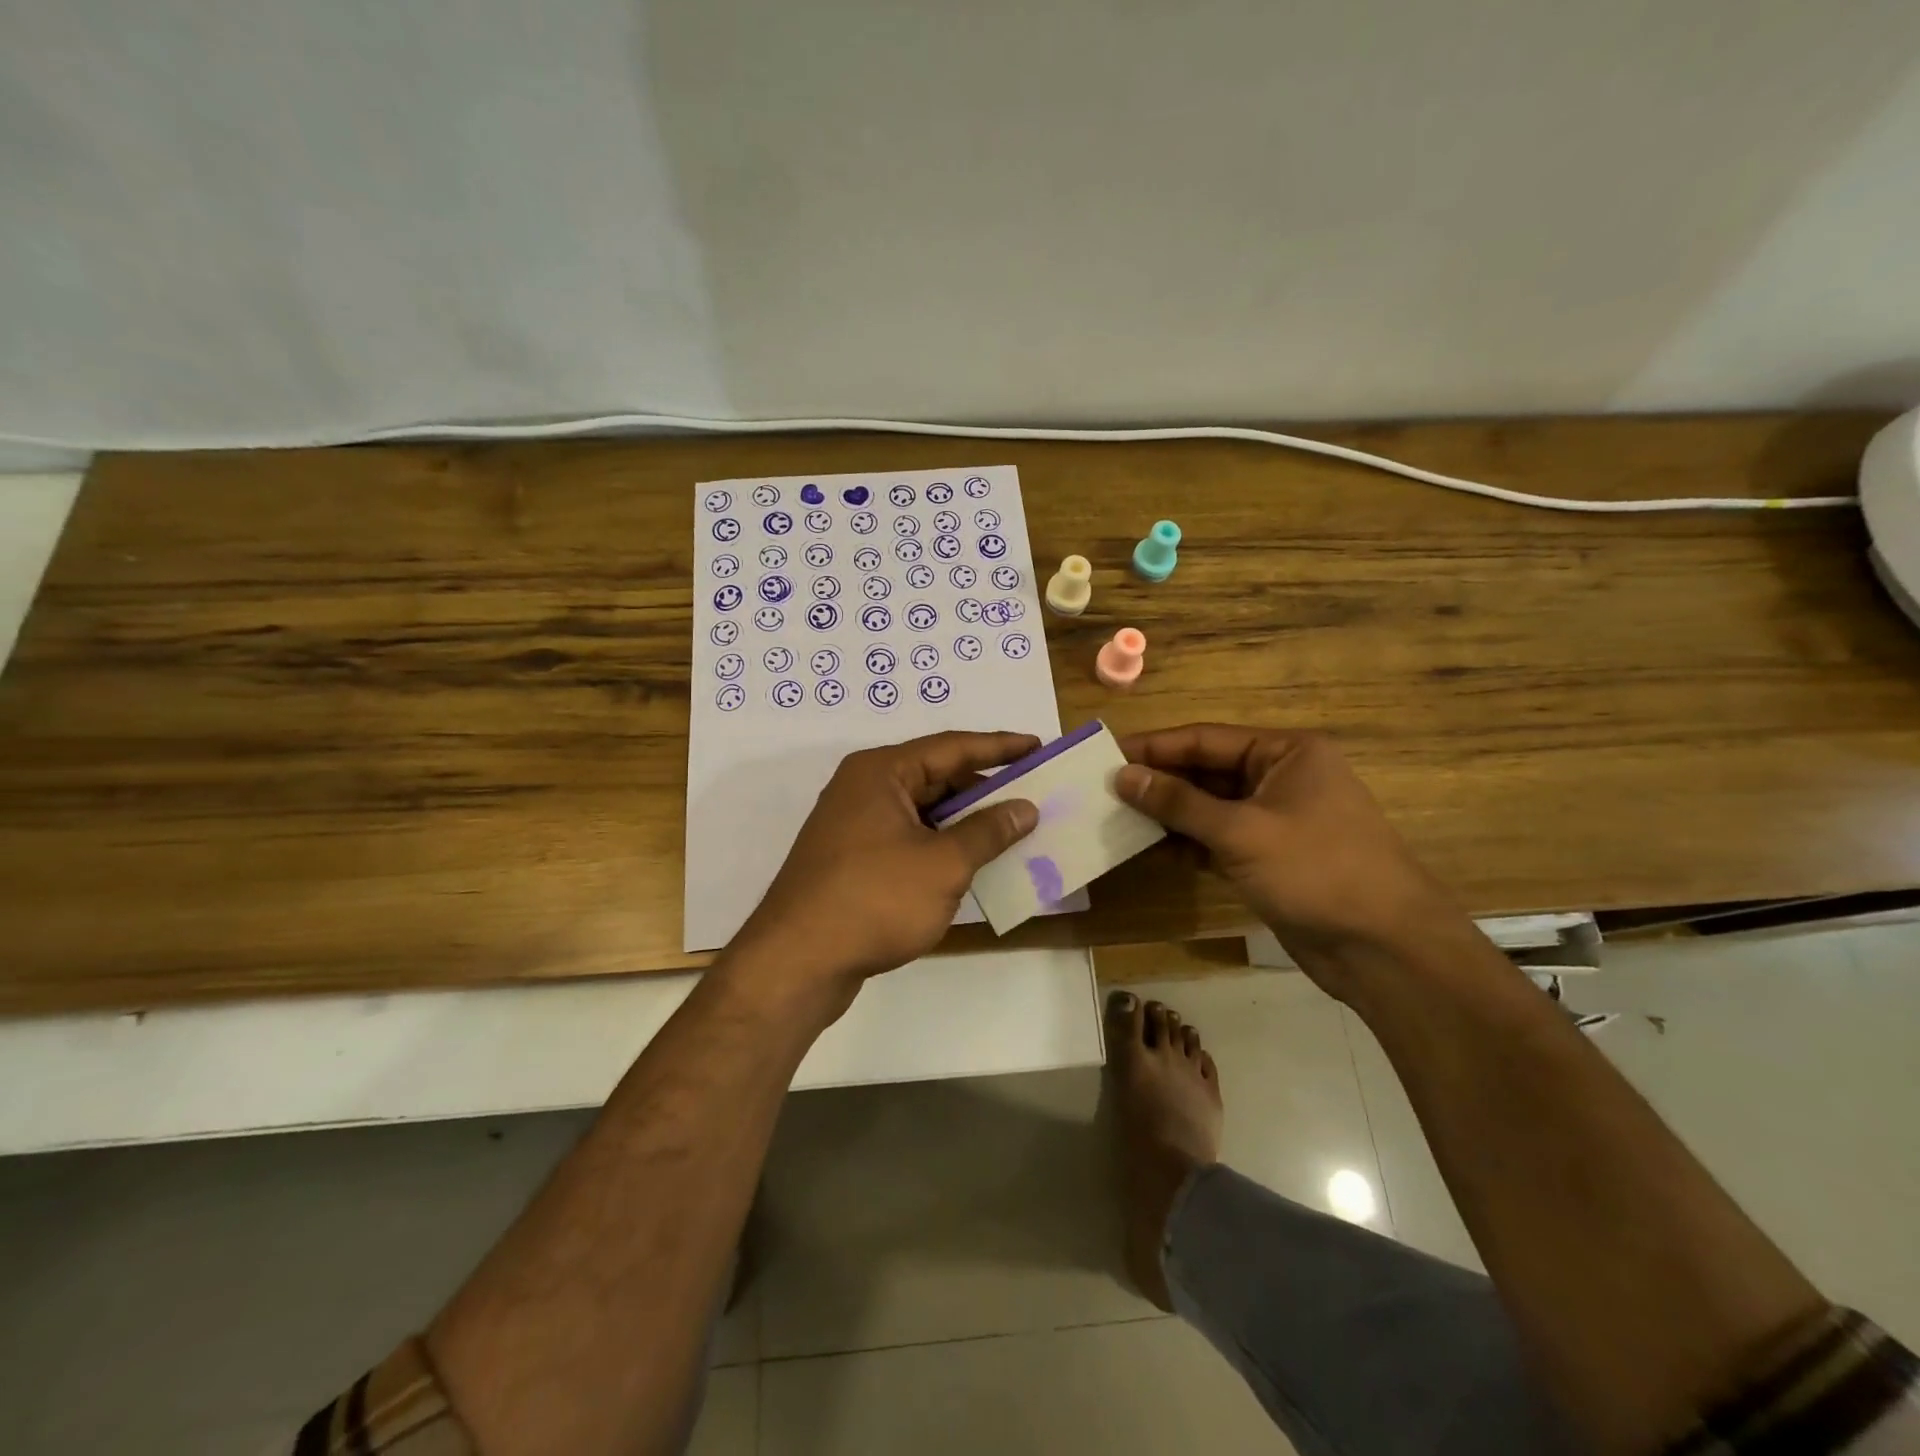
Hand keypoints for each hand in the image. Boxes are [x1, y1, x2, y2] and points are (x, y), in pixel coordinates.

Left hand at [731, 730, 1040, 995]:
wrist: (798, 962)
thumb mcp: (943, 864)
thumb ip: (988, 831)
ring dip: (965, 823)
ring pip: (923, 813)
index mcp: (882, 772)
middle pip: (936, 778)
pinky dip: (941, 848)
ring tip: (1012, 833)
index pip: (952, 747)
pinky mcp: (853, 861)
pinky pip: (909, 840)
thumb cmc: (875, 899)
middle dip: (984, 789)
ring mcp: (855, 826)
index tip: (1038, 747)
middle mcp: (865, 789)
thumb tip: (1024, 808)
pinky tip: (972, 866)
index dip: (1000, 747)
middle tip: (1032, 797)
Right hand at [1115, 724, 1452, 983]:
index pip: (1206, 739)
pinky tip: (1150, 849)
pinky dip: (1186, 843)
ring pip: (1209, 807)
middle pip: (1206, 771)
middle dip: (1159, 781)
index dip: (1155, 747)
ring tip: (1116, 817)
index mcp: (1286, 753)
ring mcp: (1275, 820)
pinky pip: (1217, 839)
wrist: (1384, 949)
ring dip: (1168, 814)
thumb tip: (1123, 776)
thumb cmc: (1317, 870)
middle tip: (1103, 789)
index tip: (1107, 754)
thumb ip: (1179, 802)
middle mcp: (1281, 778)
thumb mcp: (1241, 831)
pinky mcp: (1269, 857)